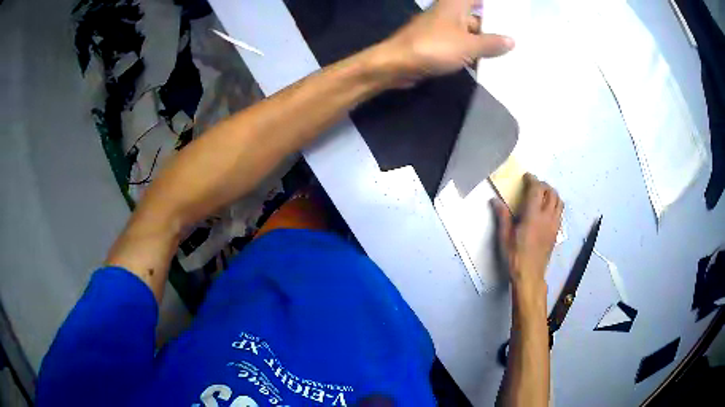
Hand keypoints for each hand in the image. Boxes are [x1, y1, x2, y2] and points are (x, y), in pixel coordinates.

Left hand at [374, 0, 514, 85]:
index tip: (511, 12)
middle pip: (477, 16)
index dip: (495, 5)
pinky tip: (488, 65)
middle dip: (495, 28)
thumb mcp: (469, 46)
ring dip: (485, 44)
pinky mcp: (438, 43)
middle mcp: (449, 12)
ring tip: (508, 55)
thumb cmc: (434, 47)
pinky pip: (461, 45)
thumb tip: (511, 41)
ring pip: (470, 33)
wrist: (397, 64)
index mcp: (456, 4)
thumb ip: (491, 43)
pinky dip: (473, 53)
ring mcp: (443, 28)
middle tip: (517, 39)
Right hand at [493, 174, 563, 286]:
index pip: (537, 189)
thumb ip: (502, 216)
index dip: (532, 179)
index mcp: (533, 215)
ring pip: (559, 201)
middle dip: (543, 185)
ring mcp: (554, 224)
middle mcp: (547, 217)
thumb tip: (495, 200)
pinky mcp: (556, 232)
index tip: (526, 177)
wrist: (530, 274)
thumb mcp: (505, 236)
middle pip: (551, 192)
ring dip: (551, 194)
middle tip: (533, 186)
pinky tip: (547, 210)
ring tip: (542, 195)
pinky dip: (555, 205)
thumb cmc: (515, 256)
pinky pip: (560, 212)